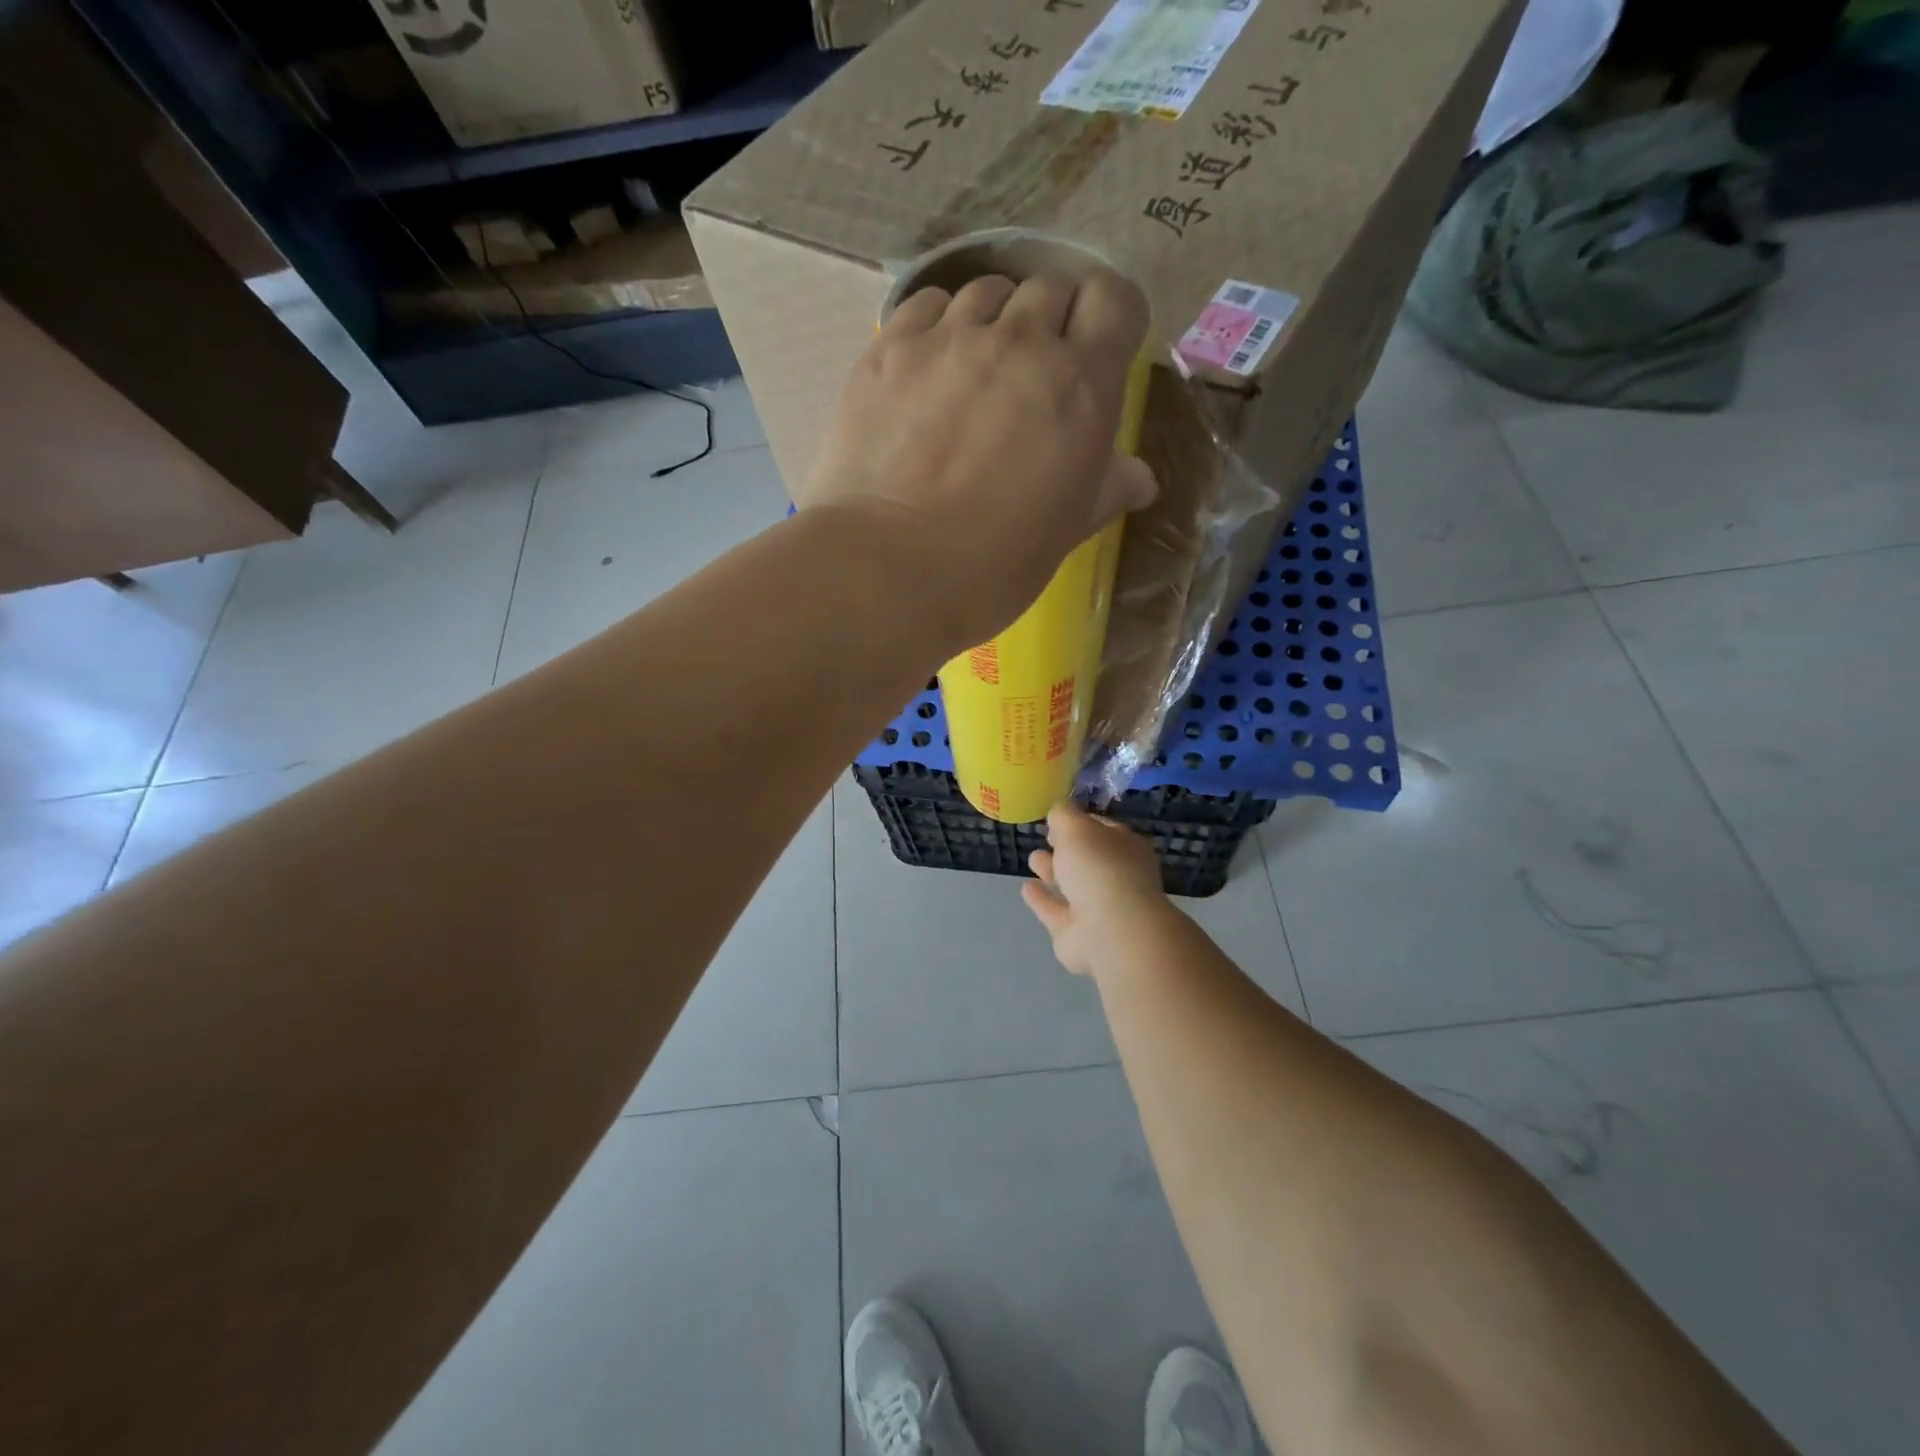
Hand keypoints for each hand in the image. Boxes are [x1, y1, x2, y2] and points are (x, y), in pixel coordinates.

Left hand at [800, 269, 1157, 654]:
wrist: (891, 569)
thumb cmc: (994, 565)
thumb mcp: (1066, 532)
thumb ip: (1106, 489)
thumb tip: (1139, 478)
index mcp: (1080, 385)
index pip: (1115, 299)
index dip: (1108, 319)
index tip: (1096, 352)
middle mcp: (1020, 342)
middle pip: (1050, 287)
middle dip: (1051, 321)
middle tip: (1032, 375)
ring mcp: (950, 338)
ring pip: (987, 290)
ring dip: (994, 320)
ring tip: (975, 371)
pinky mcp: (891, 348)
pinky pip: (928, 304)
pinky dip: (939, 324)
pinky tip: (929, 368)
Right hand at [1021, 801, 1176, 976]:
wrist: (1110, 930)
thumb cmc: (1099, 868)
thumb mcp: (1077, 827)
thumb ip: (1063, 815)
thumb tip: (1058, 813)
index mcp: (1126, 848)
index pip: (1103, 829)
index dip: (1081, 821)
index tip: (1058, 817)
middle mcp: (1116, 877)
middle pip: (1088, 858)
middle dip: (1067, 848)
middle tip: (1046, 837)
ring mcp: (1099, 908)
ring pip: (1072, 885)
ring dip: (1053, 871)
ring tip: (1033, 858)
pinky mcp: (1077, 933)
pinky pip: (1056, 911)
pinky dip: (1042, 900)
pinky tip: (1026, 888)